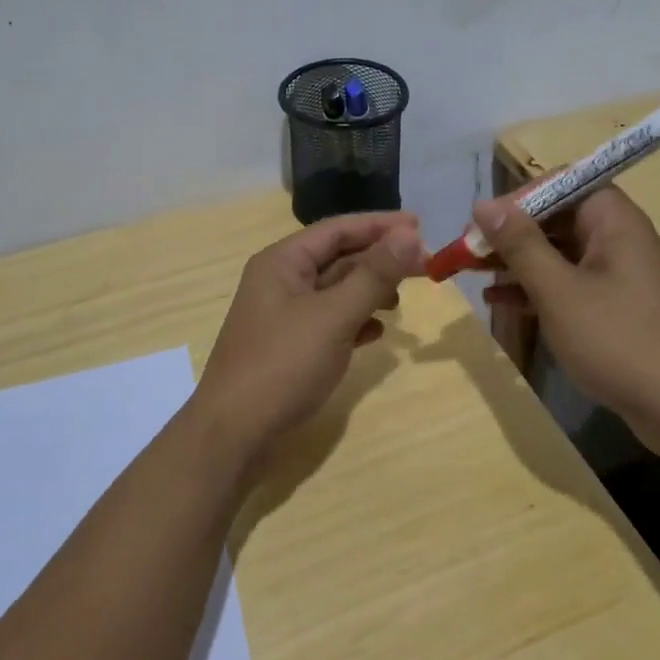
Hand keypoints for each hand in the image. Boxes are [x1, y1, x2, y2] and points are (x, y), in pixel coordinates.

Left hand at [193, 211, 425, 468]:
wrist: (235, 434)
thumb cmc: (283, 364)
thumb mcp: (334, 316)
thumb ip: (374, 275)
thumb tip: (411, 235)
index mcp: (282, 262)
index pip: (337, 230)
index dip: (380, 225)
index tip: (421, 226)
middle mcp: (281, 281)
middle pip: (338, 257)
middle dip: (379, 259)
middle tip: (424, 264)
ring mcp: (284, 315)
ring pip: (336, 290)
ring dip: (369, 290)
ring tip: (401, 300)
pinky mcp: (290, 346)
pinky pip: (330, 321)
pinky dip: (355, 321)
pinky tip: (378, 332)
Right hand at [476, 187, 659, 452]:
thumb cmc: (620, 340)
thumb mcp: (559, 291)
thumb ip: (520, 245)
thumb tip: (484, 205)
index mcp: (613, 221)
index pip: (561, 184)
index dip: (519, 198)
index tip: (483, 223)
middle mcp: (619, 239)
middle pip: (557, 219)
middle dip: (511, 234)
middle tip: (468, 252)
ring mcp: (620, 276)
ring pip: (559, 255)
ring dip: (518, 262)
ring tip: (473, 274)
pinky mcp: (618, 309)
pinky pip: (570, 285)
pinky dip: (537, 290)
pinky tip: (500, 302)